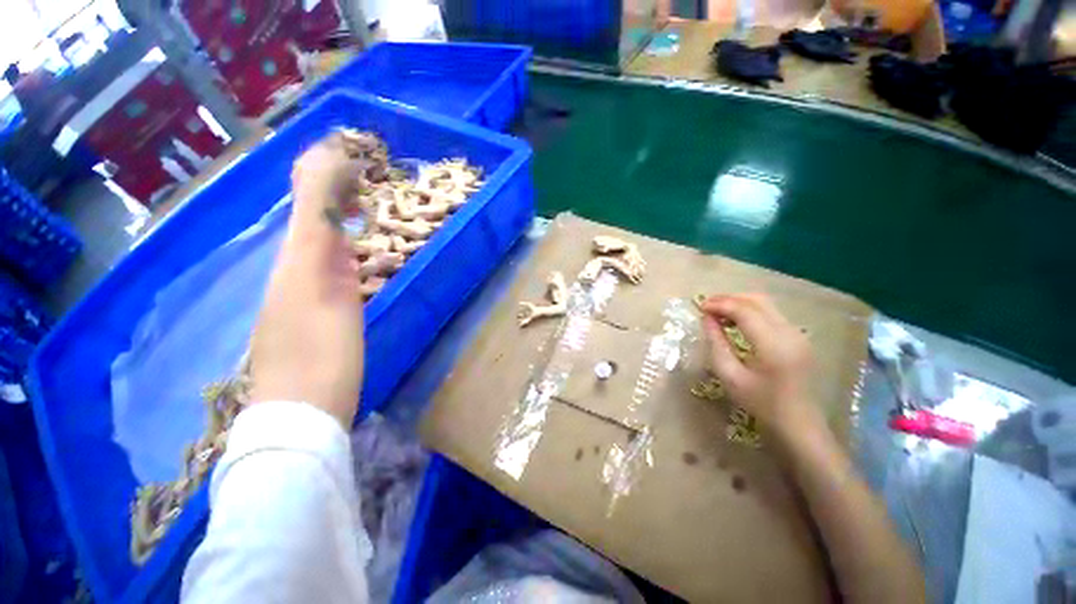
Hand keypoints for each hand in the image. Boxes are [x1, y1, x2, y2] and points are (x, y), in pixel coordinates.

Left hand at [249, 140, 365, 426]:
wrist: (302, 411)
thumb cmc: (321, 355)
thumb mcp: (322, 292)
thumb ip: (322, 241)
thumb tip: (329, 195)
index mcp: (297, 259)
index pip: (307, 201)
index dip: (325, 171)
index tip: (348, 148)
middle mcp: (293, 267)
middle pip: (307, 215)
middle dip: (328, 184)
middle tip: (356, 166)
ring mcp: (301, 290)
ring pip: (315, 237)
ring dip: (334, 210)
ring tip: (357, 195)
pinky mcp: (313, 309)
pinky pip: (322, 261)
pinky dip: (337, 241)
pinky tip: (350, 242)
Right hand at [700, 293, 825, 440]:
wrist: (799, 425)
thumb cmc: (761, 404)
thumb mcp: (730, 376)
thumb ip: (716, 343)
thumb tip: (706, 319)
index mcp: (774, 344)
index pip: (744, 310)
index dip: (720, 304)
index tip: (699, 308)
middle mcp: (790, 333)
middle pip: (757, 300)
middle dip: (729, 299)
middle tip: (706, 306)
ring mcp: (798, 334)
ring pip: (766, 304)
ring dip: (740, 303)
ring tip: (717, 312)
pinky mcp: (799, 338)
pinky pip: (772, 314)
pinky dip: (750, 311)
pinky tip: (736, 322)